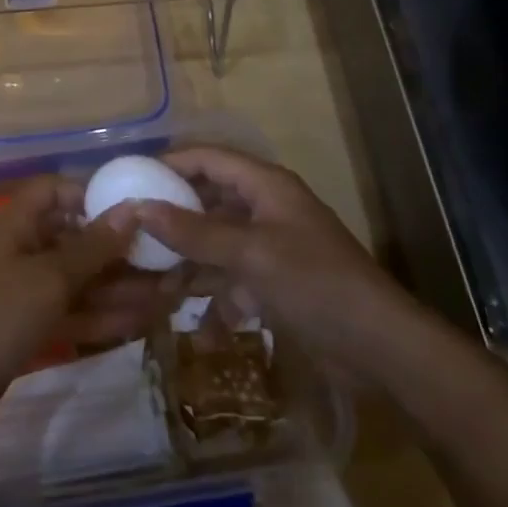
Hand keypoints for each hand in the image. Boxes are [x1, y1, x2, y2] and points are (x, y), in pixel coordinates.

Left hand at [0, 176, 157, 436]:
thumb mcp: (49, 278)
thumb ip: (93, 247)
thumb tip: (133, 208)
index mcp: (18, 223)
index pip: (56, 191)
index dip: (92, 195)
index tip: (135, 211)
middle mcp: (23, 249)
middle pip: (77, 239)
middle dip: (121, 251)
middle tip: (170, 262)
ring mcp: (26, 291)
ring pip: (80, 281)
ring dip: (121, 288)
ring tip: (172, 295)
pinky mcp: (30, 327)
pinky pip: (73, 312)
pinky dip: (103, 316)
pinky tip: (144, 322)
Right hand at [135, 146, 439, 389]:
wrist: (379, 348)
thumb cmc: (314, 283)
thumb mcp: (249, 253)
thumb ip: (193, 231)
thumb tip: (139, 206)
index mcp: (264, 185)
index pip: (206, 158)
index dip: (168, 164)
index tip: (128, 180)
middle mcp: (264, 208)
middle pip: (208, 200)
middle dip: (171, 215)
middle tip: (129, 230)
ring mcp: (269, 247)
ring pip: (215, 242)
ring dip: (186, 260)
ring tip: (146, 277)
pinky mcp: (273, 283)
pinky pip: (230, 279)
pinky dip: (212, 298)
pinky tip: (190, 323)